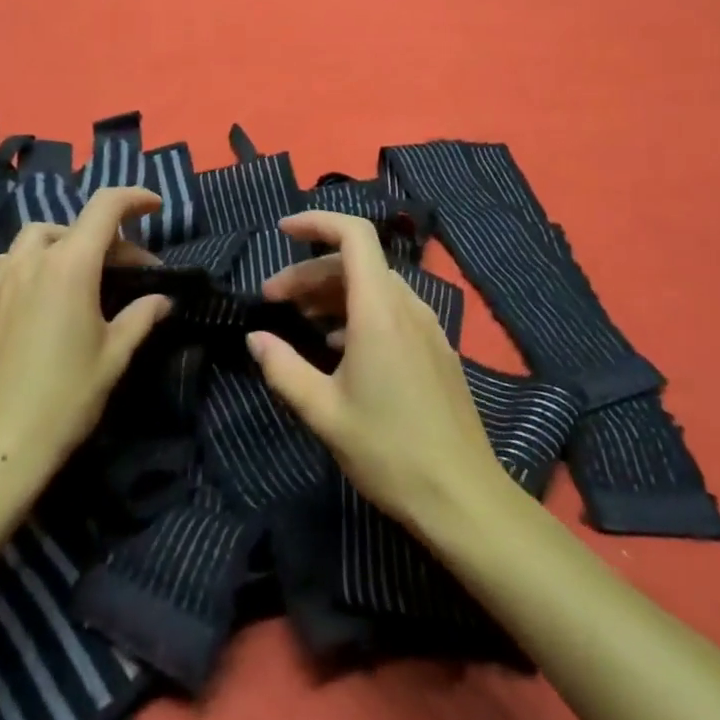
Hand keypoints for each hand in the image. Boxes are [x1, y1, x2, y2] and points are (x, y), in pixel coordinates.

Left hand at [0, 187, 171, 494]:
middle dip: (108, 241)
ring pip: (34, 238)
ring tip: (77, 273)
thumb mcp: (114, 356)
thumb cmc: (65, 398)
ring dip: (63, 245)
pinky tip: (28, 287)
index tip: (154, 206)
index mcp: (71, 265)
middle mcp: (32, 260)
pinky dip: (20, 263)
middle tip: (128, 273)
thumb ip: (141, 316)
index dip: (133, 198)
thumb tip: (162, 299)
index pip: (106, 208)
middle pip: (75, 227)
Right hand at [248, 210, 510, 535]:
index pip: (354, 234)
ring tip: (300, 322)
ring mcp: (427, 326)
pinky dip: (358, 312)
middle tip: (273, 300)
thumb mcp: (324, 412)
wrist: (463, 497)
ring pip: (374, 286)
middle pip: (357, 262)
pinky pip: (392, 310)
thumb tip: (255, 337)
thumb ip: (283, 368)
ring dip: (333, 293)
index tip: (282, 231)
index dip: (317, 222)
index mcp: (380, 309)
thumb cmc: (388, 450)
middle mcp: (407, 305)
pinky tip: (339, 347)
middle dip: (310, 271)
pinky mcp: (436, 348)